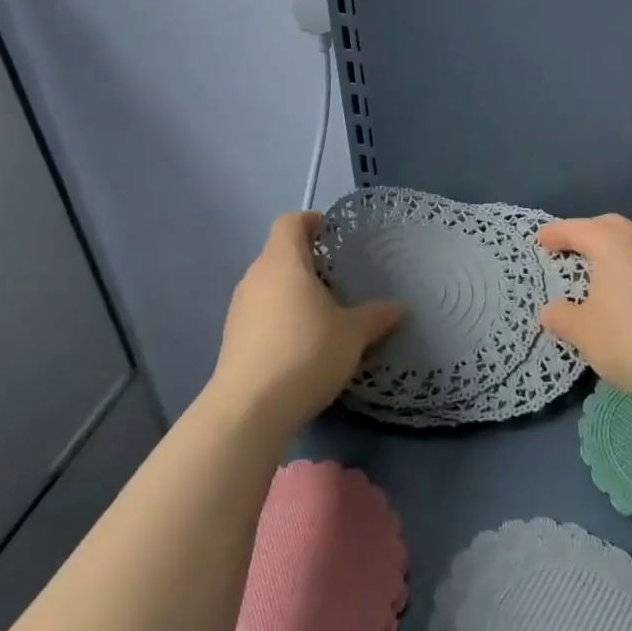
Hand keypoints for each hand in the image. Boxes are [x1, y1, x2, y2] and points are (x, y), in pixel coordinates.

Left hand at [209, 211, 402, 437]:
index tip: (334, 233)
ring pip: (270, 285)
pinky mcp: (233, 338)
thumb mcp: (353, 334)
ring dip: (294, 290)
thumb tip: (398, 307)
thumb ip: (376, 316)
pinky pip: (261, 313)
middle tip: (340, 276)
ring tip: (324, 312)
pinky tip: (302, 342)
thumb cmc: (306, 352)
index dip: (312, 221)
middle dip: (308, 260)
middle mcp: (255, 277)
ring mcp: (239, 308)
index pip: (291, 222)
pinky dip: (281, 316)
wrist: (250, 409)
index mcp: (283, 262)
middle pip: (280, 253)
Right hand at [537, 214, 631, 409]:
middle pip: (608, 226)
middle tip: (567, 248)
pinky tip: (622, 291)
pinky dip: (627, 266)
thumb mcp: (583, 331)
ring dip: (610, 250)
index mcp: (612, 243)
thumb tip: (550, 310)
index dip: (555, 234)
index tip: (540, 241)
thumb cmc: (630, 339)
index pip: (576, 229)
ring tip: (593, 270)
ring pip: (631, 242)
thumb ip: (561, 316)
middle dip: (586, 233)